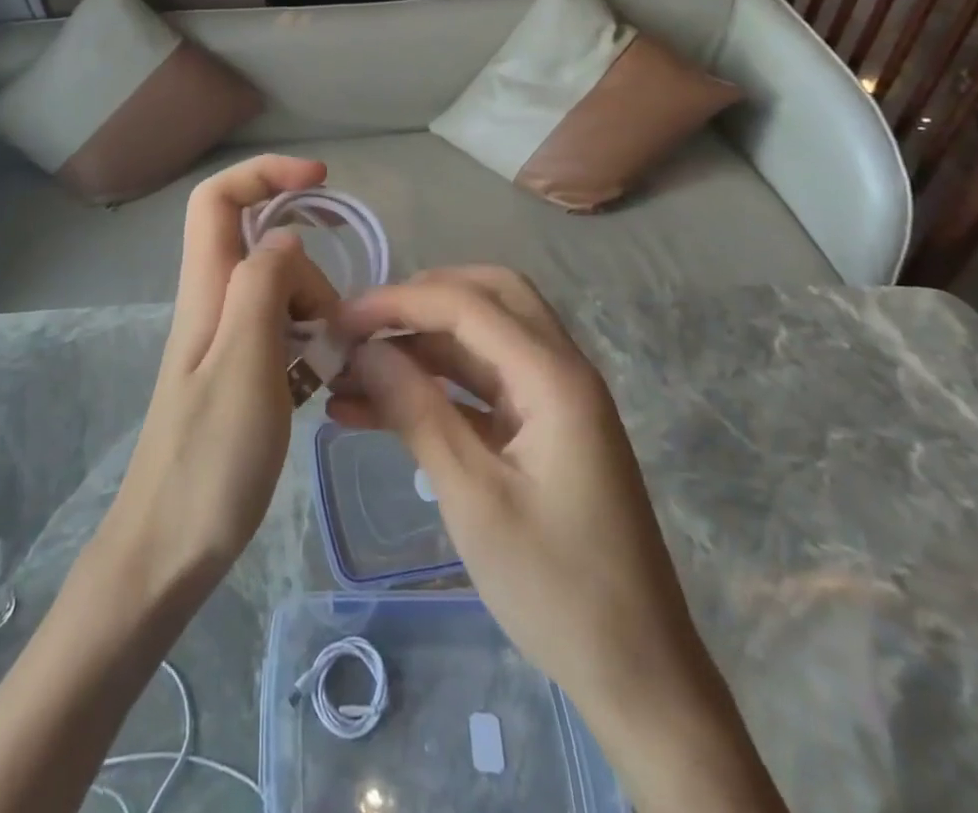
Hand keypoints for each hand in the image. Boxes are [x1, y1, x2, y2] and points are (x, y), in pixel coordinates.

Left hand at [97, 156, 339, 599]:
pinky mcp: (240, 375)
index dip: (265, 173)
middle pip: (265, 249)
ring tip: (329, 372)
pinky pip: (283, 336)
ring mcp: (225, 342)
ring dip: (315, 316)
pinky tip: (320, 391)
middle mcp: (213, 304)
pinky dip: (309, 349)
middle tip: (331, 333)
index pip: (218, 199)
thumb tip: (286, 239)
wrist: (168, 550)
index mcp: (206, 290)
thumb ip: (263, 288)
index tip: (321, 181)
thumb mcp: (245, 365)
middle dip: (310, 273)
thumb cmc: (208, 461)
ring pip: (279, 293)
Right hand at [331, 270, 785, 812]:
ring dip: (418, 348)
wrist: (638, 679)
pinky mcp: (540, 432)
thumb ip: (416, 410)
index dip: (397, 302)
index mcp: (553, 377)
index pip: (466, 304)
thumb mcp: (473, 496)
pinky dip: (433, 389)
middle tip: (362, 326)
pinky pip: (480, 388)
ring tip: (349, 375)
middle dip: (419, 302)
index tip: (339, 320)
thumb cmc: (556, 588)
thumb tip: (363, 349)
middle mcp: (559, 371)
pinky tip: (375, 411)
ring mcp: (552, 401)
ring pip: (479, 342)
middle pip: (486, 298)